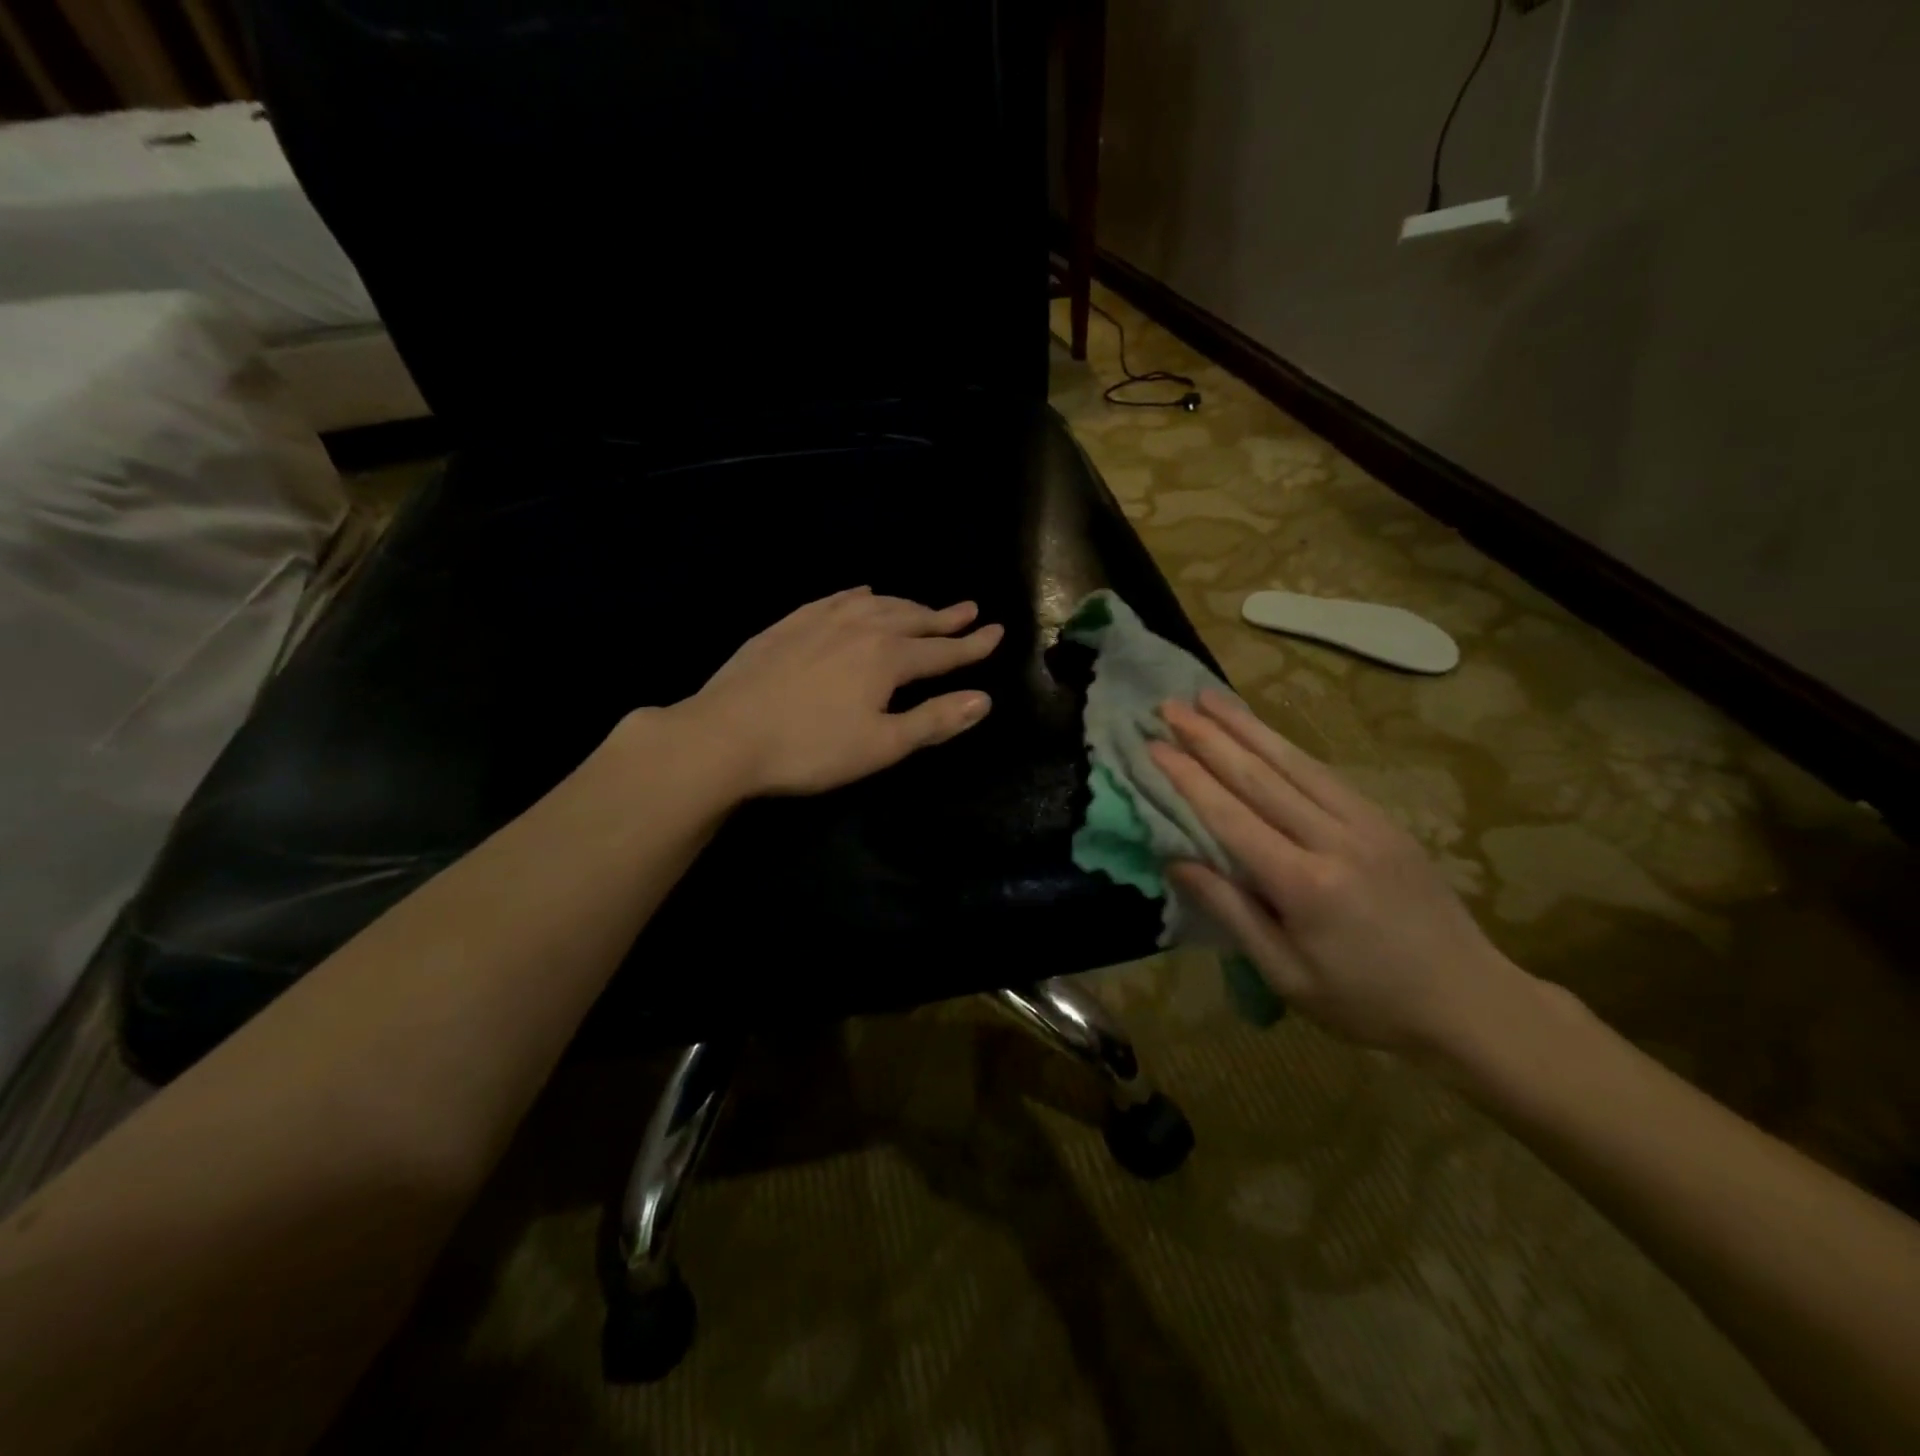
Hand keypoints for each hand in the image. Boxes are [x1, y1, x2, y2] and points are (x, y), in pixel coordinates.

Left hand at [686, 587, 1001, 796]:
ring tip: (921, 606)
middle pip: (911, 619)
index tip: (997, 631)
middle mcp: (860, 628)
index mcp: (887, 657)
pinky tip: (860, 593)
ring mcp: (820, 621)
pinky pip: (835, 598)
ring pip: (875, 604)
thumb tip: (984, 700)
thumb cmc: (811, 749)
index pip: (942, 650)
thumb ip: (934, 721)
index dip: (972, 645)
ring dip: (905, 605)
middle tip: (968, 610)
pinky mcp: (787, 624)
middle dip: (943, 617)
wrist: (725, 735)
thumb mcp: (882, 745)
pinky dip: (858, 595)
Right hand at [1151, 691, 1532, 1055]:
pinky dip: (1286, 747)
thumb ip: (1231, 912)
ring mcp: (1366, 823)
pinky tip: (1263, 732)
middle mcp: (1334, 839)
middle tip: (1169, 705)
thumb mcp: (1287, 975)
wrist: (1471, 1001)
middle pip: (1259, 776)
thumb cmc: (1367, 1002)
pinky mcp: (1386, 821)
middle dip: (1209, 737)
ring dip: (1246, 726)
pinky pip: (1324, 774)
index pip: (1230, 816)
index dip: (1187, 778)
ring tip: (1208, 697)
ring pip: (1294, 762)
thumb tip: (1176, 861)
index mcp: (1305, 884)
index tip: (1153, 744)